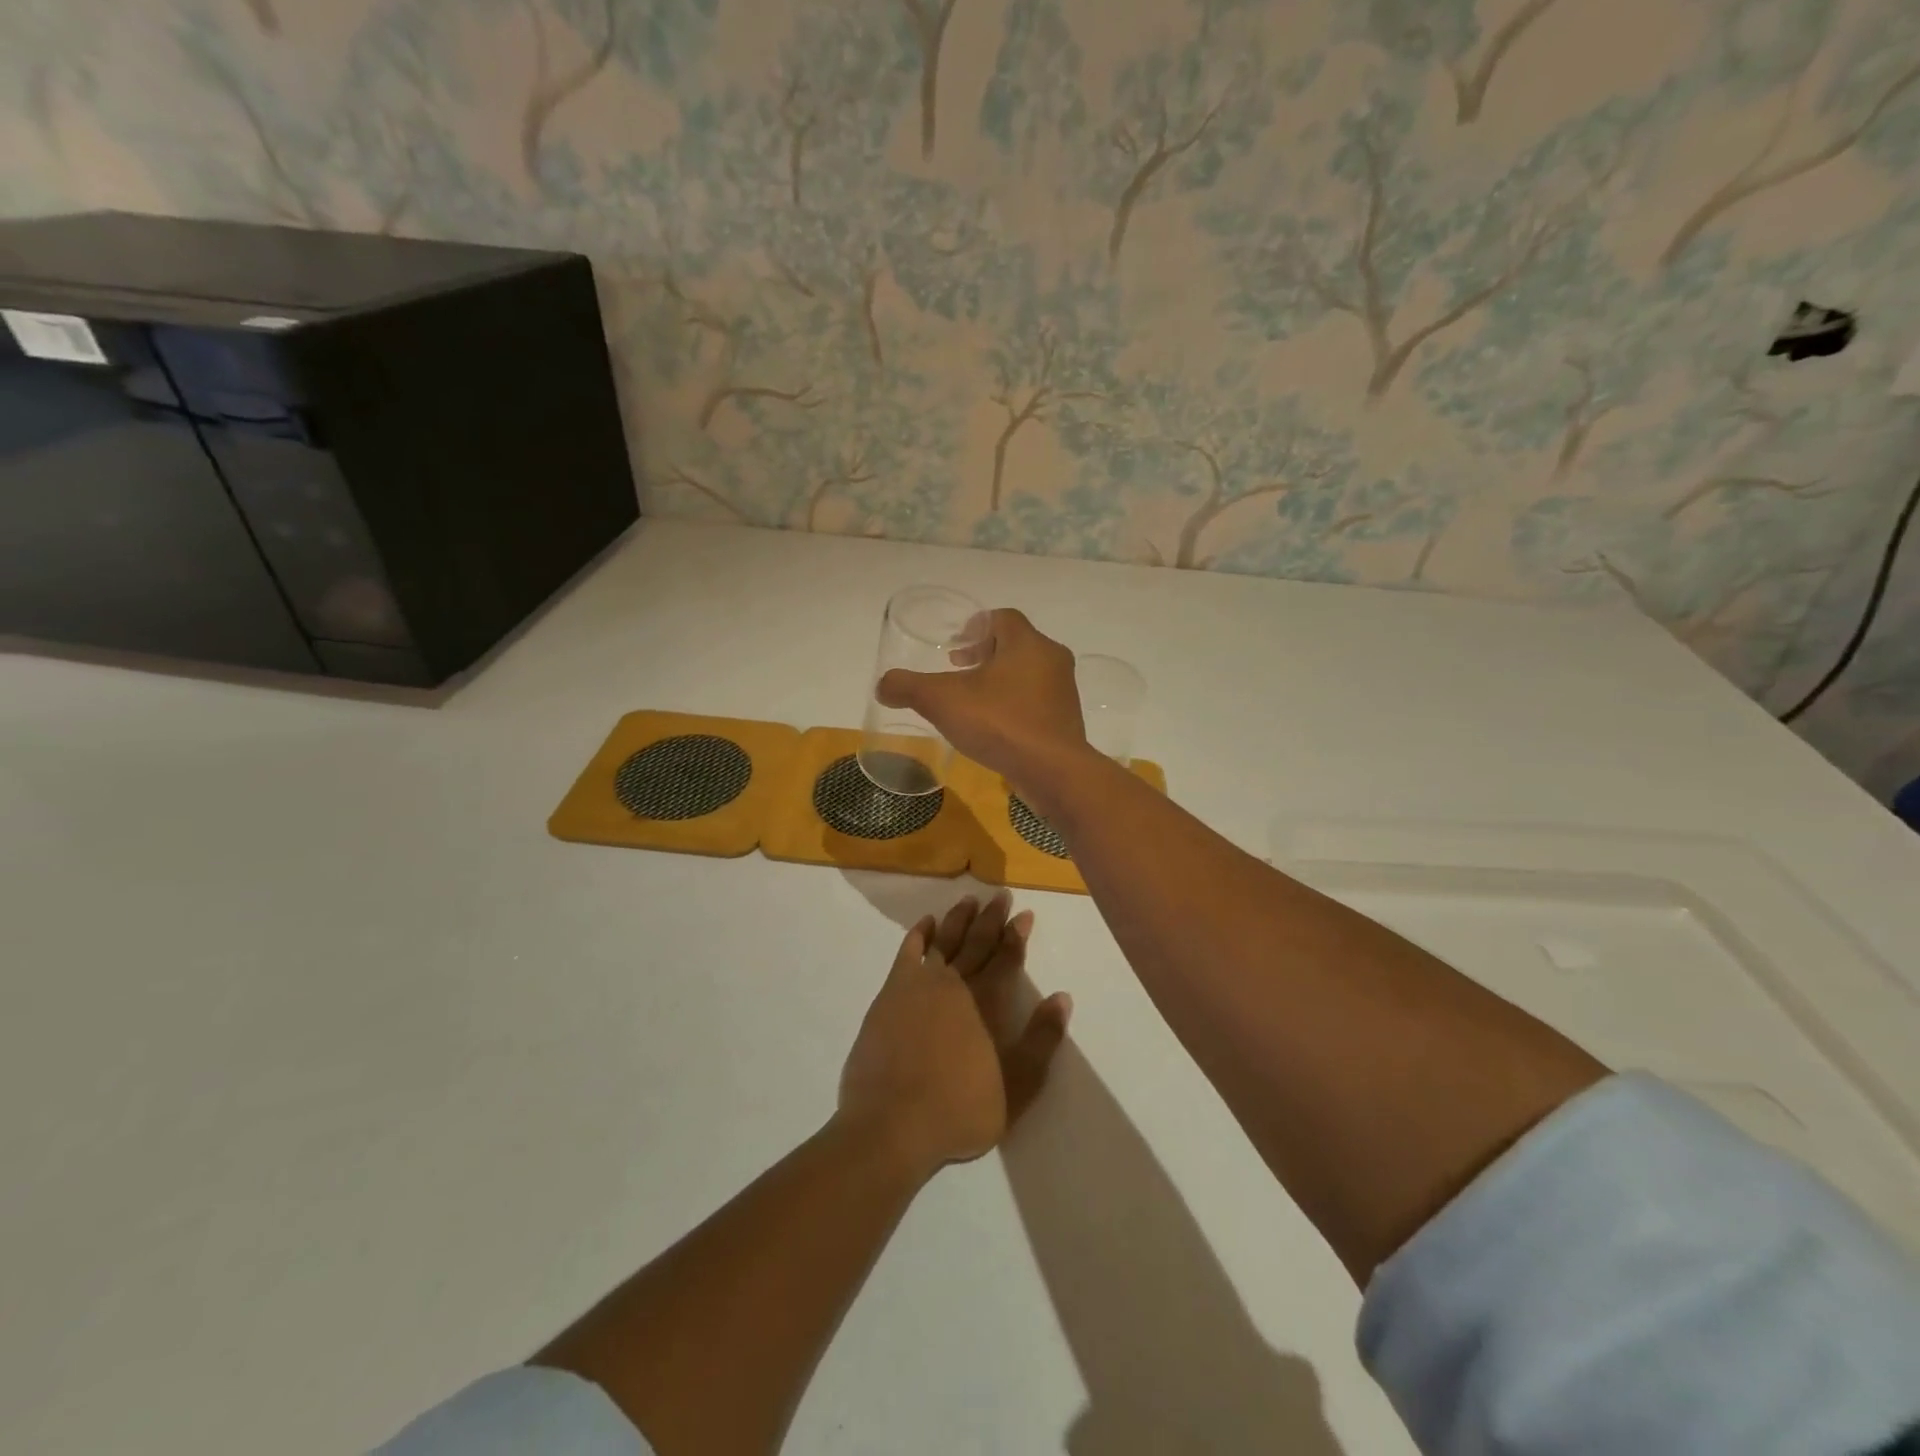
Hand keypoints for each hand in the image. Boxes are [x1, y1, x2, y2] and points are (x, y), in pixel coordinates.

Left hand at [838, 892, 1071, 1179]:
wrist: (891, 1124)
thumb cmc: (960, 1110)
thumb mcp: (1017, 1085)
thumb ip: (1041, 1040)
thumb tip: (1062, 997)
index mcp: (985, 1002)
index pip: (1006, 958)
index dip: (1016, 935)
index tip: (1024, 913)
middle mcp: (954, 983)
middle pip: (977, 942)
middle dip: (991, 918)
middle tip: (1000, 896)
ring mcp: (918, 985)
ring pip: (943, 940)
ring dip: (958, 919)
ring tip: (969, 901)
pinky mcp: (890, 994)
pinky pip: (908, 952)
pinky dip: (919, 934)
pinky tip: (926, 923)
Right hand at [875, 609, 1088, 798]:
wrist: (1053, 772)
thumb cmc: (1000, 723)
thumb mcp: (942, 701)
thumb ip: (908, 687)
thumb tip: (883, 684)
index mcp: (1028, 643)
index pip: (1002, 618)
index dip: (975, 626)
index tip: (955, 646)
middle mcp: (1052, 660)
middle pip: (1016, 644)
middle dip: (985, 654)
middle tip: (959, 669)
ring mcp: (1064, 692)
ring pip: (1028, 673)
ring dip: (1000, 680)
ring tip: (973, 700)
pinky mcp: (1066, 721)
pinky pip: (1036, 702)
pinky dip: (1014, 704)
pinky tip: (994, 727)